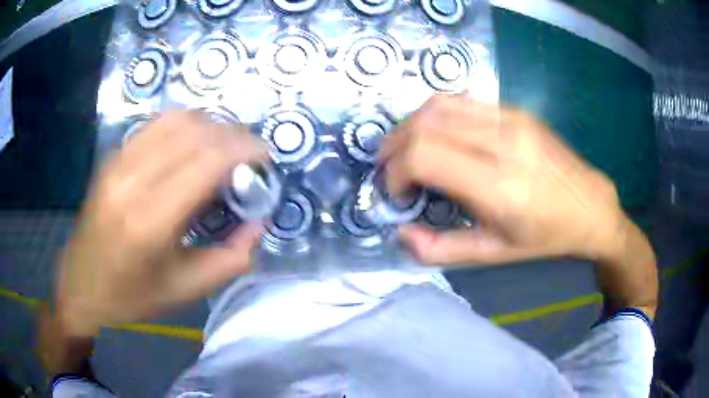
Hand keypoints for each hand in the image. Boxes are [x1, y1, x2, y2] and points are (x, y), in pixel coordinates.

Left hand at [55, 111, 265, 336]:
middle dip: (233, 135)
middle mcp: (132, 180)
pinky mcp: (112, 158)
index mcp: (150, 221)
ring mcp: (118, 163)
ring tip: (225, 147)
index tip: (264, 156)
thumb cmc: (131, 297)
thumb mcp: (186, 291)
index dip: (244, 148)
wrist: (81, 287)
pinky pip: (156, 124)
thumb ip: (230, 259)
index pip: (206, 160)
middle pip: (194, 131)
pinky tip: (193, 144)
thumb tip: (258, 223)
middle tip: (250, 154)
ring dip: (210, 125)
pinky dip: (185, 125)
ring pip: (176, 119)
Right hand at [380, 95, 624, 265]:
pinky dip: (435, 116)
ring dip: (410, 127)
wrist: (589, 205)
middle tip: (392, 171)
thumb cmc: (545, 236)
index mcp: (500, 186)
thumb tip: (400, 233)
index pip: (425, 155)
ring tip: (407, 152)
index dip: (397, 171)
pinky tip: (437, 137)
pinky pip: (460, 100)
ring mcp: (511, 119)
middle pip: (425, 124)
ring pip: (438, 105)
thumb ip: (441, 250)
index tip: (398, 192)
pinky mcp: (515, 110)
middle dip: (394, 146)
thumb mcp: (494, 255)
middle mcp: (504, 142)